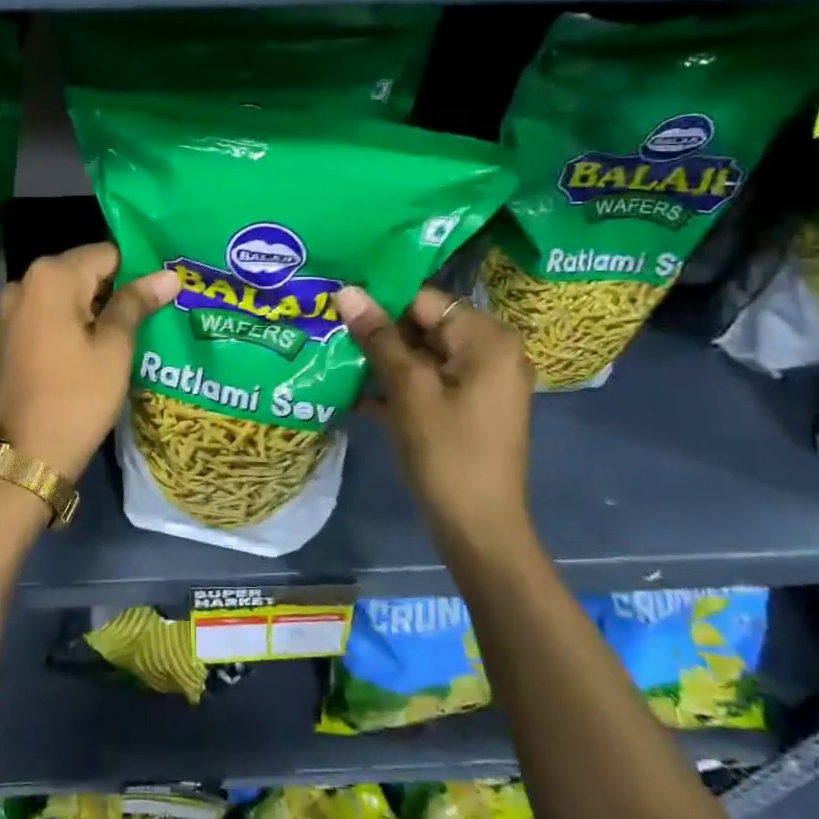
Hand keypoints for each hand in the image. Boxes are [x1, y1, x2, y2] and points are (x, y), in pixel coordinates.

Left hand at [0, 243, 178, 480]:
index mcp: (51, 278)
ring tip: (109, 343)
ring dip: (82, 314)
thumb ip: (136, 303)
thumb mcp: (115, 349)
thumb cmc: (78, 398)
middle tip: (139, 323)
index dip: (135, 272)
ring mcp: (1, 317)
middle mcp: (20, 286)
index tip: (155, 299)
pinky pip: (35, 325)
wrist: (24, 457)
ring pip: (55, 301)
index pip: (106, 254)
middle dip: (108, 293)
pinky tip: (71, 362)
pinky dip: (56, 333)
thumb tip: (168, 275)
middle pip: (78, 275)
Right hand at [335, 284, 535, 547]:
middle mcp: (491, 352)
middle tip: (327, 326)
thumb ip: (378, 337)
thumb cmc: (446, 452)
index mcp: (487, 339)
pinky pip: (428, 382)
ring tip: (331, 353)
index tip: (335, 301)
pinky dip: (397, 385)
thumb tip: (346, 290)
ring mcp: (480, 382)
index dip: (379, 299)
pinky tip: (352, 390)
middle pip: (424, 326)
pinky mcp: (467, 407)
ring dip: (381, 359)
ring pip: (422, 355)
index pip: (424, 300)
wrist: (478, 528)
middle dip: (377, 330)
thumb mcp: (408, 390)